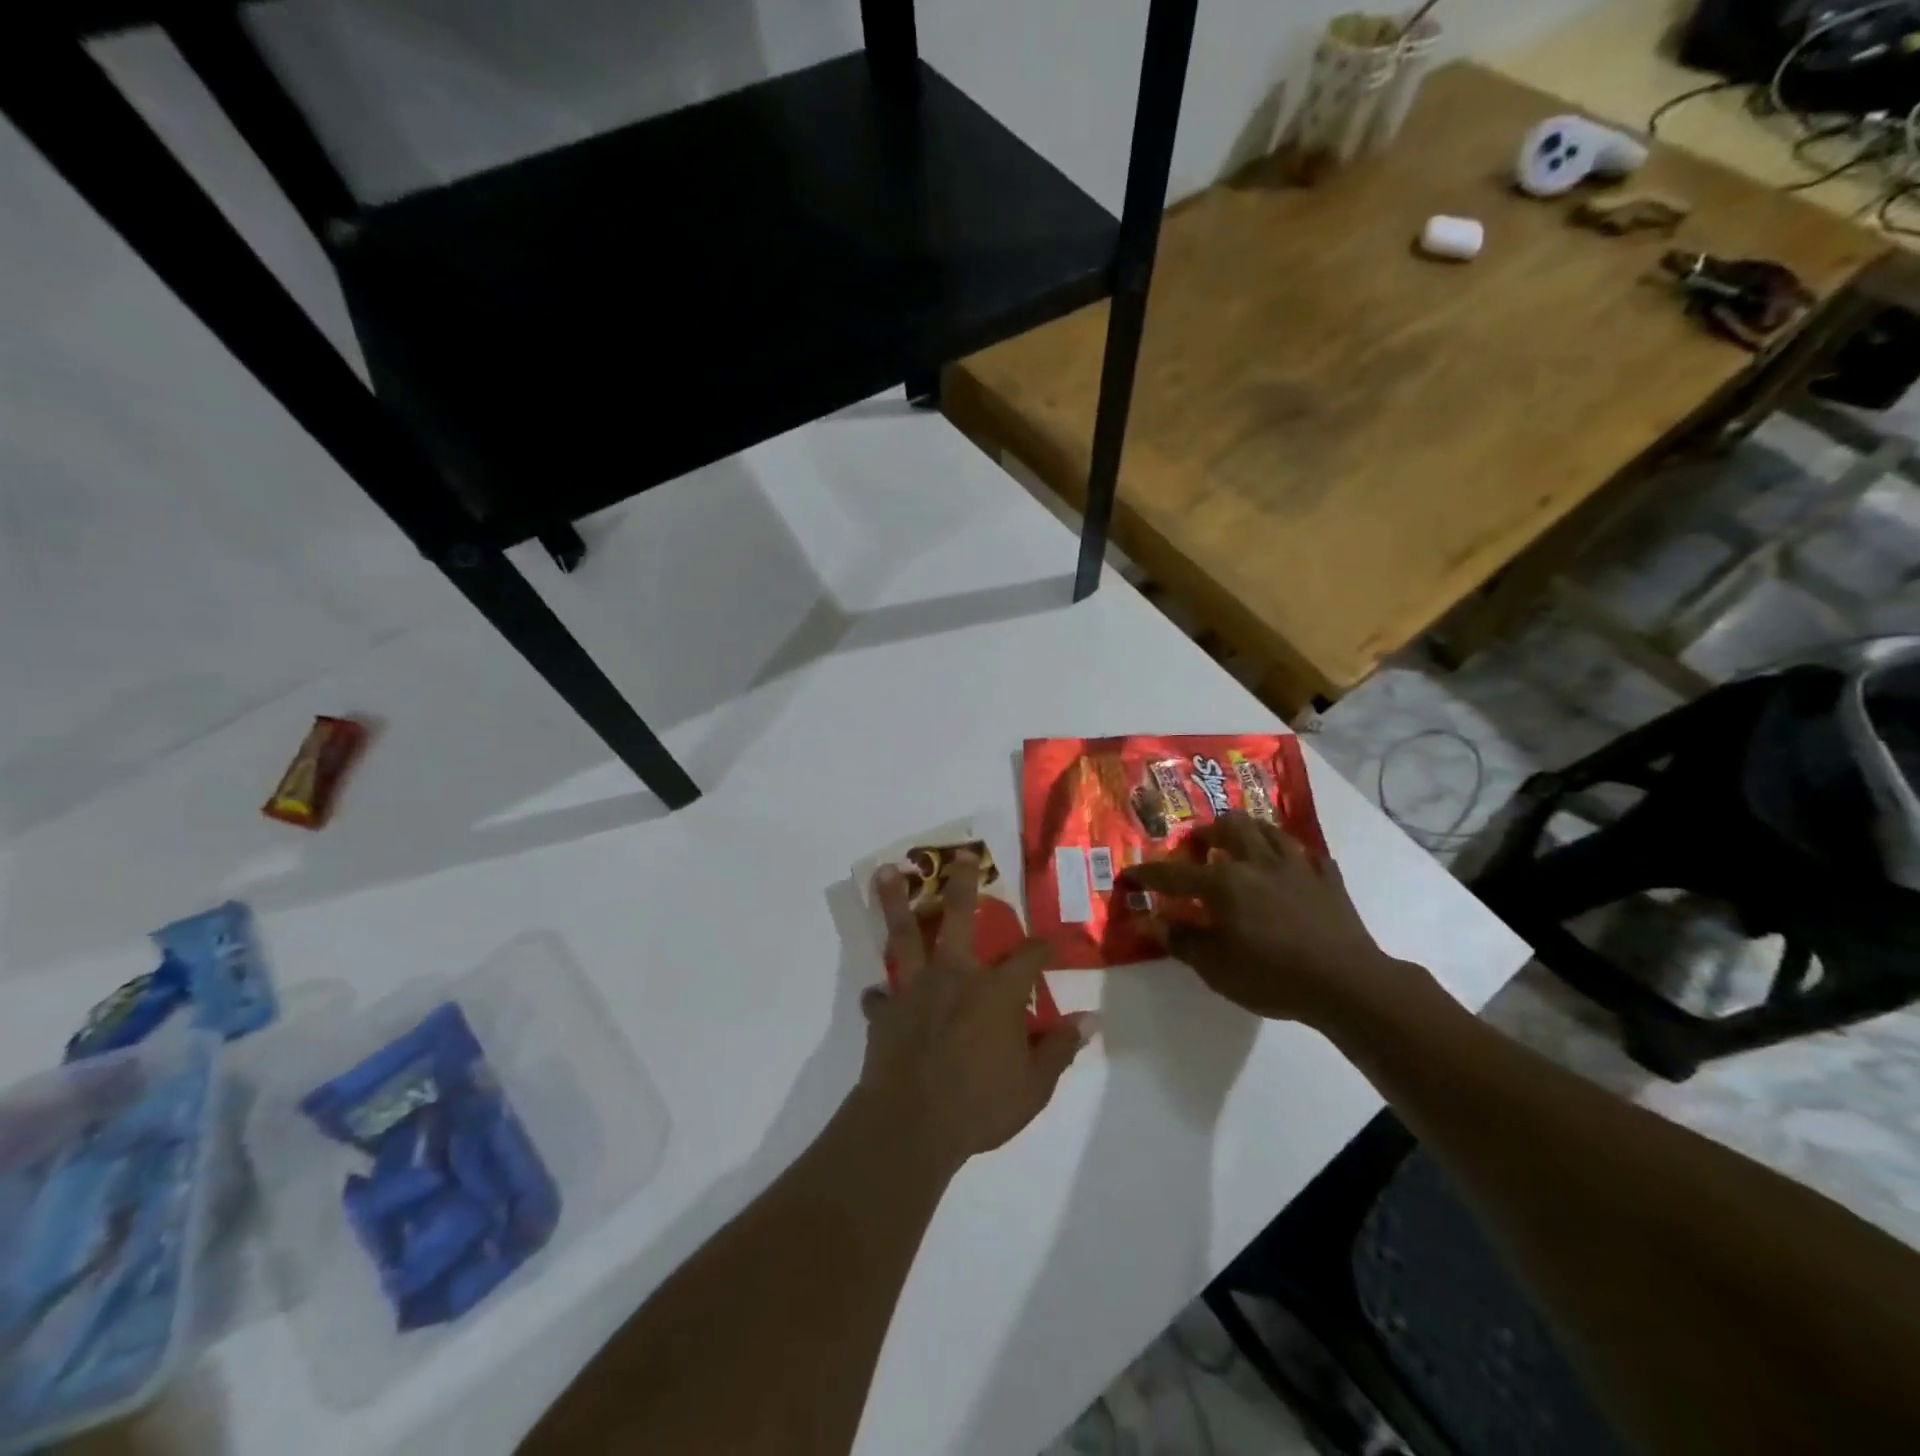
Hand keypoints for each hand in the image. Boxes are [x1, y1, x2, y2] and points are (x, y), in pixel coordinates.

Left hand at [860, 853, 1091, 1168]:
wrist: (911, 1124)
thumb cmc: (979, 1105)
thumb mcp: (1033, 1086)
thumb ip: (1059, 1048)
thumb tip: (1090, 1020)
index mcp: (996, 992)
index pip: (1028, 957)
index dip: (1043, 946)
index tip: (1050, 941)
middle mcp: (955, 977)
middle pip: (959, 918)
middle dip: (963, 884)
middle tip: (960, 855)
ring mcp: (915, 990)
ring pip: (905, 935)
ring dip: (897, 902)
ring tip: (886, 872)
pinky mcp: (885, 1011)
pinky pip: (880, 997)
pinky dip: (880, 995)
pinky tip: (877, 994)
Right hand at [1117, 814, 1423, 1026]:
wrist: (1346, 983)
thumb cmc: (1271, 975)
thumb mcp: (1215, 967)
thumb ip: (1181, 940)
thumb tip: (1153, 921)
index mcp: (1223, 882)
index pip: (1173, 874)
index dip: (1147, 875)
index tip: (1128, 875)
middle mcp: (1257, 862)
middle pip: (1230, 826)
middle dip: (1208, 832)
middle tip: (1198, 847)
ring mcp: (1297, 866)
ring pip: (1269, 830)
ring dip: (1250, 832)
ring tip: (1242, 844)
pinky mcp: (1328, 880)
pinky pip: (1308, 856)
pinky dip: (1293, 858)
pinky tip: (1291, 868)